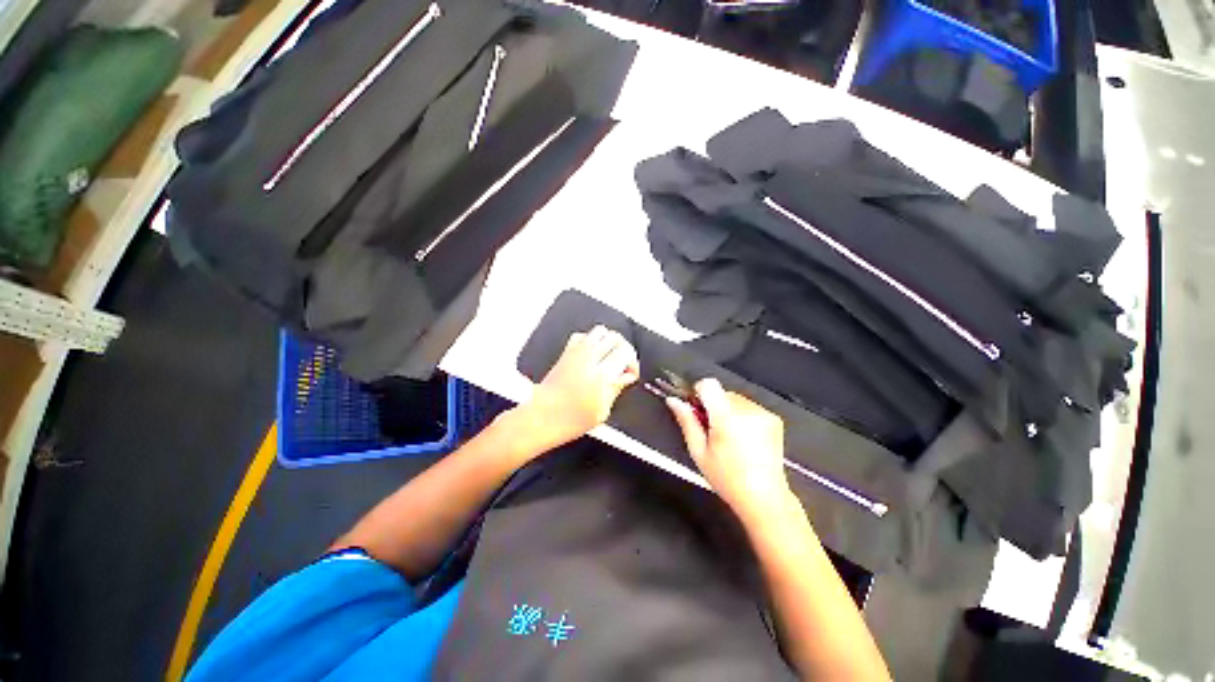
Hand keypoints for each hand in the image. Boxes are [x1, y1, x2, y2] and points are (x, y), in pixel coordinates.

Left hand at [519, 326, 639, 449]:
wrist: (542, 416)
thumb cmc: (568, 420)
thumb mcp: (602, 411)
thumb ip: (617, 388)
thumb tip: (626, 376)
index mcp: (601, 374)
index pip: (626, 352)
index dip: (633, 362)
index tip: (630, 373)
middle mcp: (589, 358)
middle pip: (615, 337)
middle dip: (624, 349)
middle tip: (623, 364)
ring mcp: (576, 352)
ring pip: (601, 331)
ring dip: (609, 341)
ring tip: (610, 356)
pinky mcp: (566, 352)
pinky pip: (583, 335)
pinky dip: (591, 340)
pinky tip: (593, 353)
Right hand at [667, 378, 789, 519]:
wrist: (764, 498)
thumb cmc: (728, 479)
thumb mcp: (698, 451)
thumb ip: (686, 421)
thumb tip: (674, 401)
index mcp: (726, 417)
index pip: (708, 384)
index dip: (699, 393)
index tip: (697, 410)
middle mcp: (747, 410)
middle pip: (721, 392)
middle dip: (713, 406)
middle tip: (712, 430)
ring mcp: (763, 414)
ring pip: (735, 399)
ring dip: (728, 411)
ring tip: (730, 437)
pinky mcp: (774, 419)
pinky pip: (749, 407)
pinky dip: (743, 416)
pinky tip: (744, 439)